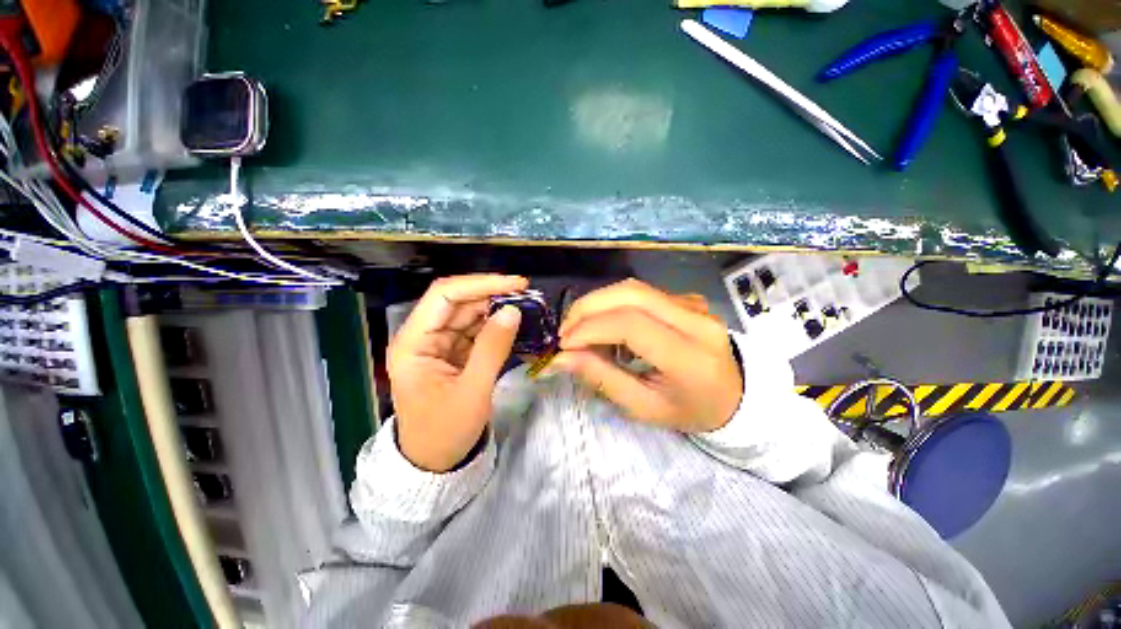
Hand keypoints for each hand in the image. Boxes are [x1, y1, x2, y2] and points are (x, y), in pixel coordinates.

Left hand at [388, 274, 526, 471]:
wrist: (435, 462)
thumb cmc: (445, 432)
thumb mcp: (472, 391)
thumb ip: (492, 348)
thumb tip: (513, 311)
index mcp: (413, 343)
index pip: (444, 295)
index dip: (480, 284)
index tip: (516, 283)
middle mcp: (423, 336)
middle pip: (458, 301)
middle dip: (492, 295)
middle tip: (527, 295)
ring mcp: (438, 344)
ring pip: (469, 314)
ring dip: (496, 309)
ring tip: (526, 308)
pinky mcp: (453, 353)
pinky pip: (476, 331)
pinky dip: (496, 326)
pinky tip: (515, 324)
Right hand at [552, 279, 742, 432]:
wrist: (734, 396)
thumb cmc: (689, 410)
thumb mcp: (644, 407)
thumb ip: (602, 378)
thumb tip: (561, 358)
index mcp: (690, 357)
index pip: (632, 325)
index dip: (591, 328)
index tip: (565, 345)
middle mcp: (696, 321)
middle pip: (631, 293)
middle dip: (589, 307)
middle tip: (566, 331)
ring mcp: (695, 304)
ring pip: (634, 287)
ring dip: (598, 302)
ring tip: (579, 327)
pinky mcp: (688, 298)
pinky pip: (642, 292)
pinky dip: (614, 303)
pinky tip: (605, 323)